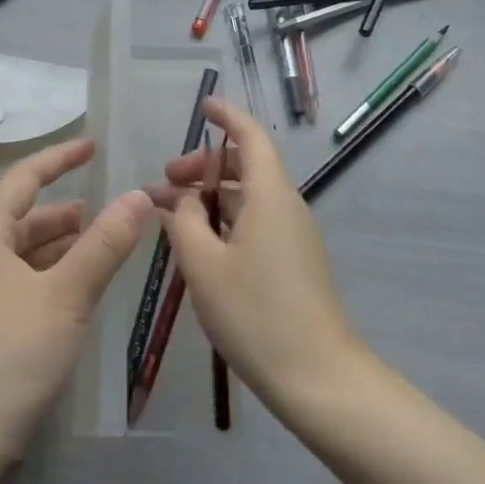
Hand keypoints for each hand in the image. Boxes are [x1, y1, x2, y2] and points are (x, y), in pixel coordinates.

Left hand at [0, 138, 151, 455]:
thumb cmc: (9, 354)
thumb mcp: (66, 295)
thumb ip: (104, 245)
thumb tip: (139, 196)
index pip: (24, 179)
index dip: (59, 158)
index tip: (93, 147)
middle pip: (25, 218)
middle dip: (68, 211)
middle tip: (114, 209)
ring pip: (26, 254)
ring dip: (64, 246)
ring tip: (106, 246)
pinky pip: (24, 283)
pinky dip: (54, 276)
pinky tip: (80, 291)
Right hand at [151, 99, 368, 416]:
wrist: (319, 378)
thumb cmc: (256, 314)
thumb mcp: (204, 265)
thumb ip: (184, 222)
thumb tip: (181, 200)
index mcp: (270, 195)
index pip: (250, 137)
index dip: (227, 116)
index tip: (203, 106)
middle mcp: (287, 206)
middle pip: (247, 167)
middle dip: (204, 166)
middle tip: (165, 181)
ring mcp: (295, 236)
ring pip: (250, 198)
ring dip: (211, 197)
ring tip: (172, 215)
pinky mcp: (295, 262)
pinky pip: (257, 223)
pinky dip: (226, 220)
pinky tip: (200, 244)